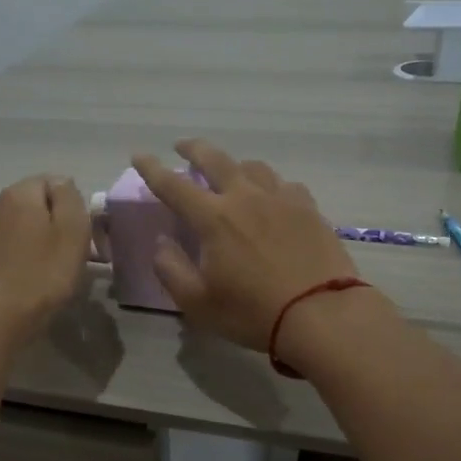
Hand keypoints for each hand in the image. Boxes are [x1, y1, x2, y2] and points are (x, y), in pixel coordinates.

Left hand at [0, 175, 92, 347]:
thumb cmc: (43, 273)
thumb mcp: (72, 229)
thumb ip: (70, 197)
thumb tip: (63, 185)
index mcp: (19, 193)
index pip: (55, 181)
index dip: (75, 205)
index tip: (85, 233)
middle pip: (40, 205)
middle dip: (60, 224)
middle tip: (78, 254)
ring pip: (28, 228)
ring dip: (46, 244)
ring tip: (60, 271)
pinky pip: (17, 248)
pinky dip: (31, 259)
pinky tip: (39, 280)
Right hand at [132, 139, 359, 350]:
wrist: (321, 314)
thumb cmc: (253, 312)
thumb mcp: (198, 303)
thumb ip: (171, 269)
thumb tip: (161, 242)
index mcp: (214, 218)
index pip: (173, 185)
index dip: (152, 169)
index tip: (139, 155)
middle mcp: (246, 198)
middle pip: (216, 159)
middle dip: (194, 148)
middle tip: (182, 146)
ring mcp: (281, 199)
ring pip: (253, 167)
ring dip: (235, 164)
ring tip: (230, 172)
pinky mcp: (309, 209)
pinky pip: (285, 184)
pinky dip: (270, 185)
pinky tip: (273, 196)